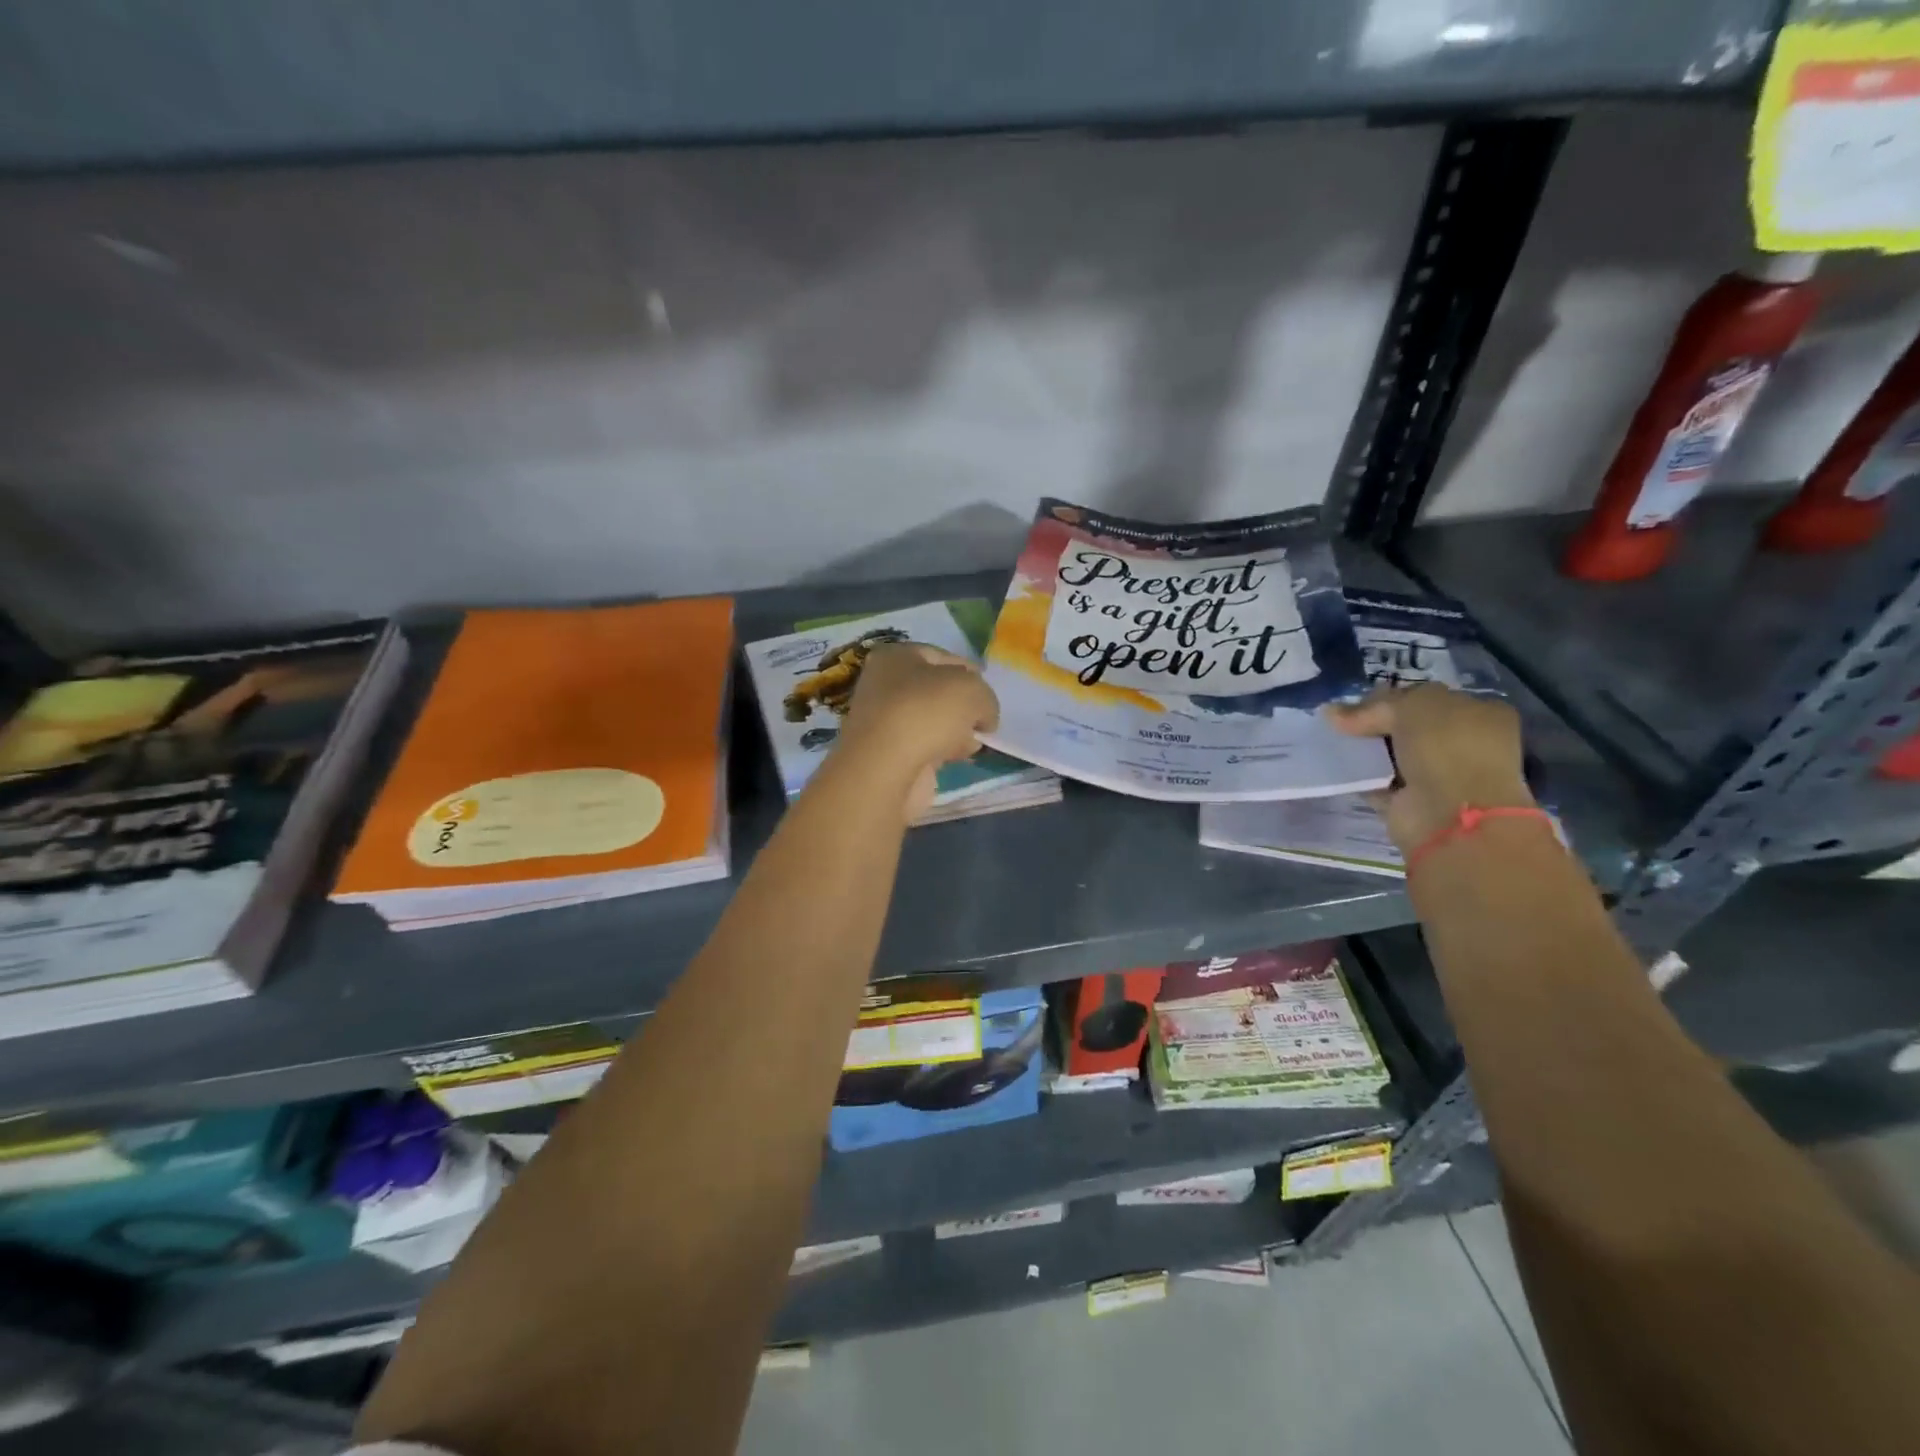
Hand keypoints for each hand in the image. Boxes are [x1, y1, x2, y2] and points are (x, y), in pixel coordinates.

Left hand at [838, 643, 1000, 819]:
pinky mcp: (890, 754)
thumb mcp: (973, 690)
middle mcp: (884, 685)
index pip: (942, 656)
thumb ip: (986, 698)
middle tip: (983, 718)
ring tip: (977, 740)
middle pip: (936, 690)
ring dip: (956, 729)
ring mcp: (885, 722)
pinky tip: (962, 757)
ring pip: (932, 720)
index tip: (988, 690)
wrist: (887, 768)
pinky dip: (944, 750)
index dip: (969, 671)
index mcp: (896, 657)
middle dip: (963, 704)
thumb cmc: (927, 712)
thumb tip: (984, 717)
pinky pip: (926, 746)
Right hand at [1328, 684, 1534, 854]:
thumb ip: (1376, 705)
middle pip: (1407, 728)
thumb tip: (1332, 712)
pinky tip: (1337, 767)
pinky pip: (1379, 784)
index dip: (1391, 698)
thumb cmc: (1447, 748)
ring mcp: (1439, 777)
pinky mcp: (1413, 804)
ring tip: (1331, 742)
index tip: (1357, 703)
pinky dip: (1359, 778)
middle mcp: (1463, 745)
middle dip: (1375, 724)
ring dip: (1366, 751)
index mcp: (1479, 714)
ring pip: (1393, 756)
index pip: (1427, 700)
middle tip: (1340, 723)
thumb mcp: (1413, 707)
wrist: (1452, 814)